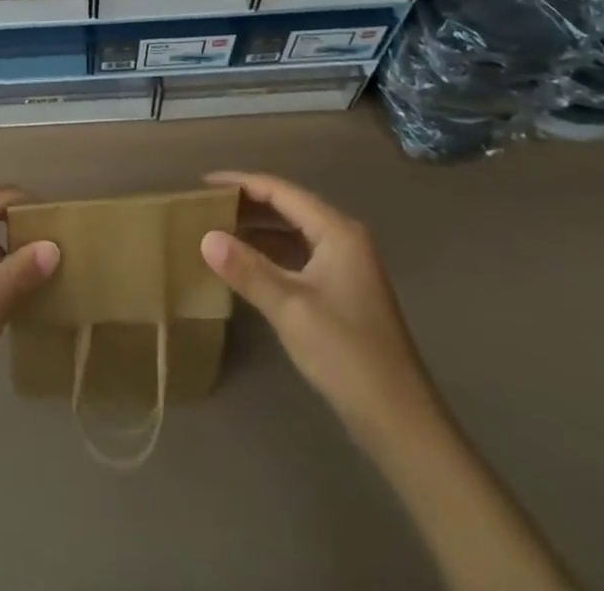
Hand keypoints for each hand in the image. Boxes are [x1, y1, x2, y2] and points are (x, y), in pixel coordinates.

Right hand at [200, 171, 435, 447]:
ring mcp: (346, 266)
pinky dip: (271, 254)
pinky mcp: (342, 292)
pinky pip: (299, 256)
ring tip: (218, 229)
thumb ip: (248, 269)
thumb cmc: (346, 354)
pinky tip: (246, 264)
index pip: (281, 190)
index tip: (203, 184)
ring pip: (293, 232)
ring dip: (258, 229)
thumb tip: (206, 237)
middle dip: (248, 204)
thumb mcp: (290, 308)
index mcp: (337, 231)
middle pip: (288, 207)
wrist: (400, 421)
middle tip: (206, 206)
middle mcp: (343, 238)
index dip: (241, 183)